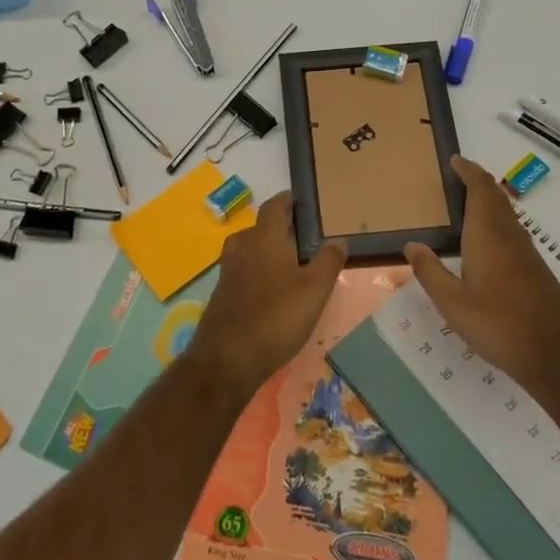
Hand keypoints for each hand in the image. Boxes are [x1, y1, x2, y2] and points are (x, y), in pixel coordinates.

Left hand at [191, 192, 346, 393]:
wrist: (227, 358)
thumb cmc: (276, 316)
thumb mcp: (314, 290)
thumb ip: (328, 262)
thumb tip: (338, 240)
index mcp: (265, 238)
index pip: (274, 207)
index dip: (287, 201)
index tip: (299, 201)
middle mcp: (242, 248)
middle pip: (259, 228)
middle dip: (278, 228)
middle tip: (301, 238)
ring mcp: (228, 272)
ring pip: (248, 250)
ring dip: (265, 251)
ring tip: (287, 264)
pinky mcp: (221, 295)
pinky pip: (241, 272)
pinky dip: (256, 273)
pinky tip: (269, 292)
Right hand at [404, 156, 559, 396]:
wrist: (555, 354)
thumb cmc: (498, 325)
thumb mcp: (452, 303)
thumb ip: (430, 272)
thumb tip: (411, 244)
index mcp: (488, 236)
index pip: (480, 190)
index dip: (468, 171)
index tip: (454, 160)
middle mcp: (510, 236)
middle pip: (496, 197)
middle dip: (478, 181)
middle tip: (457, 176)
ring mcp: (527, 253)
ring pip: (507, 214)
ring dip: (489, 200)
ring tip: (466, 203)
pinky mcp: (536, 270)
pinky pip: (513, 231)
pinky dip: (496, 221)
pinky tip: (486, 242)